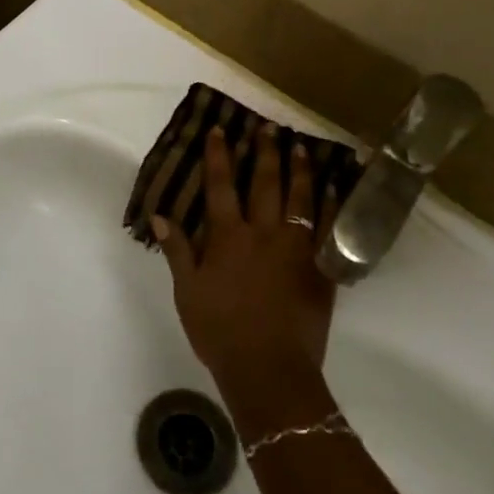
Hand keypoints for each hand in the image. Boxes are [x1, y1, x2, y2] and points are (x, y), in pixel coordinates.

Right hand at [151, 126, 338, 390]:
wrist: (268, 367)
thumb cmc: (220, 330)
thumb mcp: (187, 291)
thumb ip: (177, 250)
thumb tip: (161, 215)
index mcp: (228, 238)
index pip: (220, 187)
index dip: (218, 156)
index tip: (220, 130)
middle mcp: (264, 233)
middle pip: (264, 183)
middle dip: (264, 152)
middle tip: (267, 126)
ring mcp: (296, 248)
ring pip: (300, 198)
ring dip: (299, 169)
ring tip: (300, 145)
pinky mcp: (320, 267)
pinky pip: (328, 228)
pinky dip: (331, 204)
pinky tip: (332, 187)